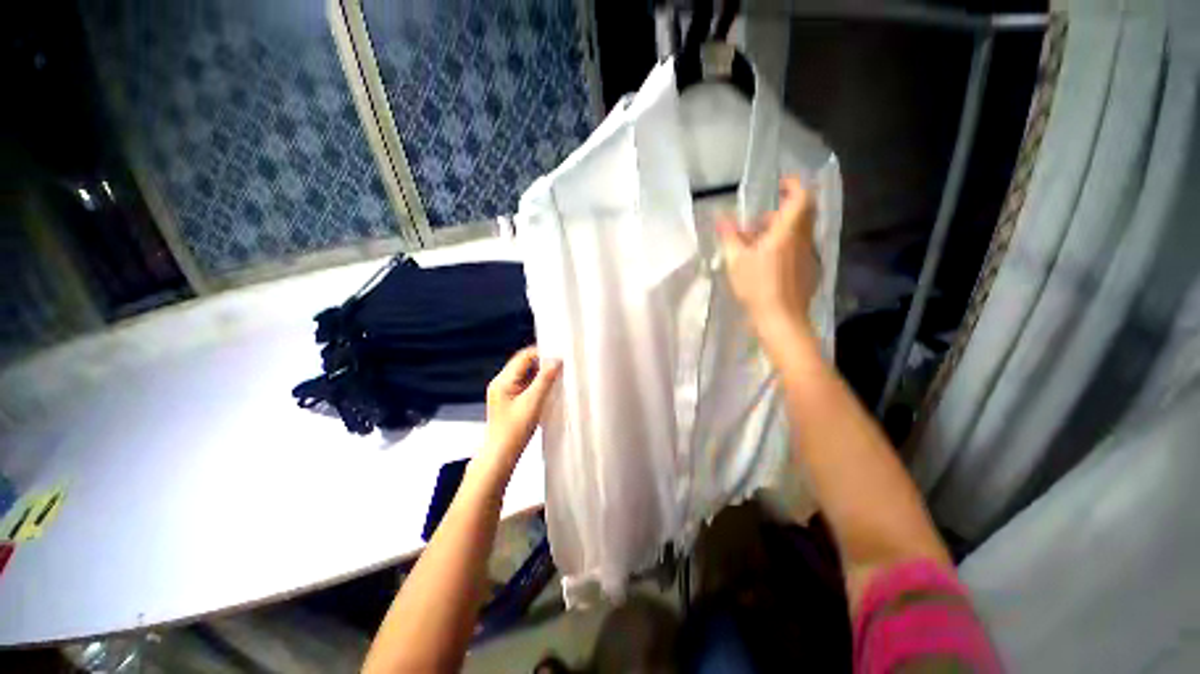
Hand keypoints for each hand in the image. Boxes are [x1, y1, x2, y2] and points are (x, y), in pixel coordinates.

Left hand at [483, 347, 561, 463]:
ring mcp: (504, 392)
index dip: (541, 354)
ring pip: (525, 375)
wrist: (501, 455)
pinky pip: (525, 385)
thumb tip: (556, 361)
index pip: (523, 356)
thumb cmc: (513, 431)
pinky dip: (537, 385)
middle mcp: (501, 383)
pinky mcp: (510, 401)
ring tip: (556, 378)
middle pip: (524, 364)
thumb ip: (544, 380)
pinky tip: (548, 390)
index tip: (559, 357)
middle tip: (560, 367)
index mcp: (503, 381)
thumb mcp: (533, 403)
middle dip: (542, 364)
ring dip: (540, 375)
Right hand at [717, 176, 818, 341]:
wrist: (781, 320)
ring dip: (780, 232)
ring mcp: (809, 256)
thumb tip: (720, 216)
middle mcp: (804, 240)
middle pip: (801, 215)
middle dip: (780, 212)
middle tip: (757, 223)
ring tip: (756, 246)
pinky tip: (768, 265)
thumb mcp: (736, 261)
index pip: (802, 197)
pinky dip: (785, 248)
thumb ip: (729, 236)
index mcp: (788, 232)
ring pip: (798, 234)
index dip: (794, 184)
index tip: (781, 183)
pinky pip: (799, 250)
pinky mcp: (810, 271)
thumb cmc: (757, 287)